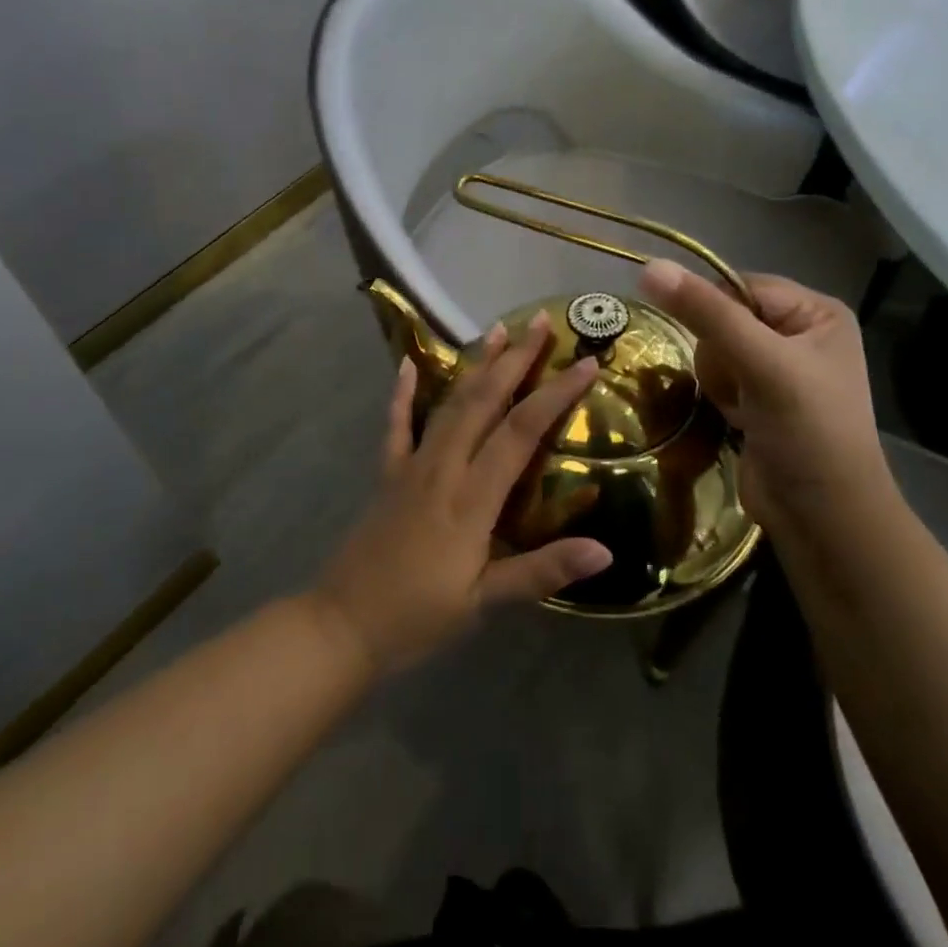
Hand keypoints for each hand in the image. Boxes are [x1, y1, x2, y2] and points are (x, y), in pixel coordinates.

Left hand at [312, 313, 612, 673]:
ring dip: (475, 365)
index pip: (520, 432)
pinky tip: (406, 363)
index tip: (586, 362)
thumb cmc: (418, 616)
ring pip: (448, 403)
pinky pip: (396, 424)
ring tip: (496, 330)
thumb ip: (541, 571)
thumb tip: (605, 552)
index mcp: (471, 498)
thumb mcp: (484, 601)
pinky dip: (402, 392)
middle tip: (539, 322)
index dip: (555, 394)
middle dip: (515, 360)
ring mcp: (410, 465)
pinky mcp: (387, 473)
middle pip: (484, 401)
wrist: (342, 624)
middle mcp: (442, 467)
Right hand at [638, 260, 892, 532]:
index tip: (713, 345)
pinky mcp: (760, 398)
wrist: (823, 518)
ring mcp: (779, 368)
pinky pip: (718, 376)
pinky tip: (739, 419)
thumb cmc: (807, 432)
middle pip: (724, 317)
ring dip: (718, 379)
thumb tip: (649, 267)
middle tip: (742, 385)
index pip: (741, 285)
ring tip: (742, 408)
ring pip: (714, 348)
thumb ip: (706, 314)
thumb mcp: (761, 364)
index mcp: (817, 312)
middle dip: (720, 353)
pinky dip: (720, 396)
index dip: (714, 311)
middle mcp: (801, 333)